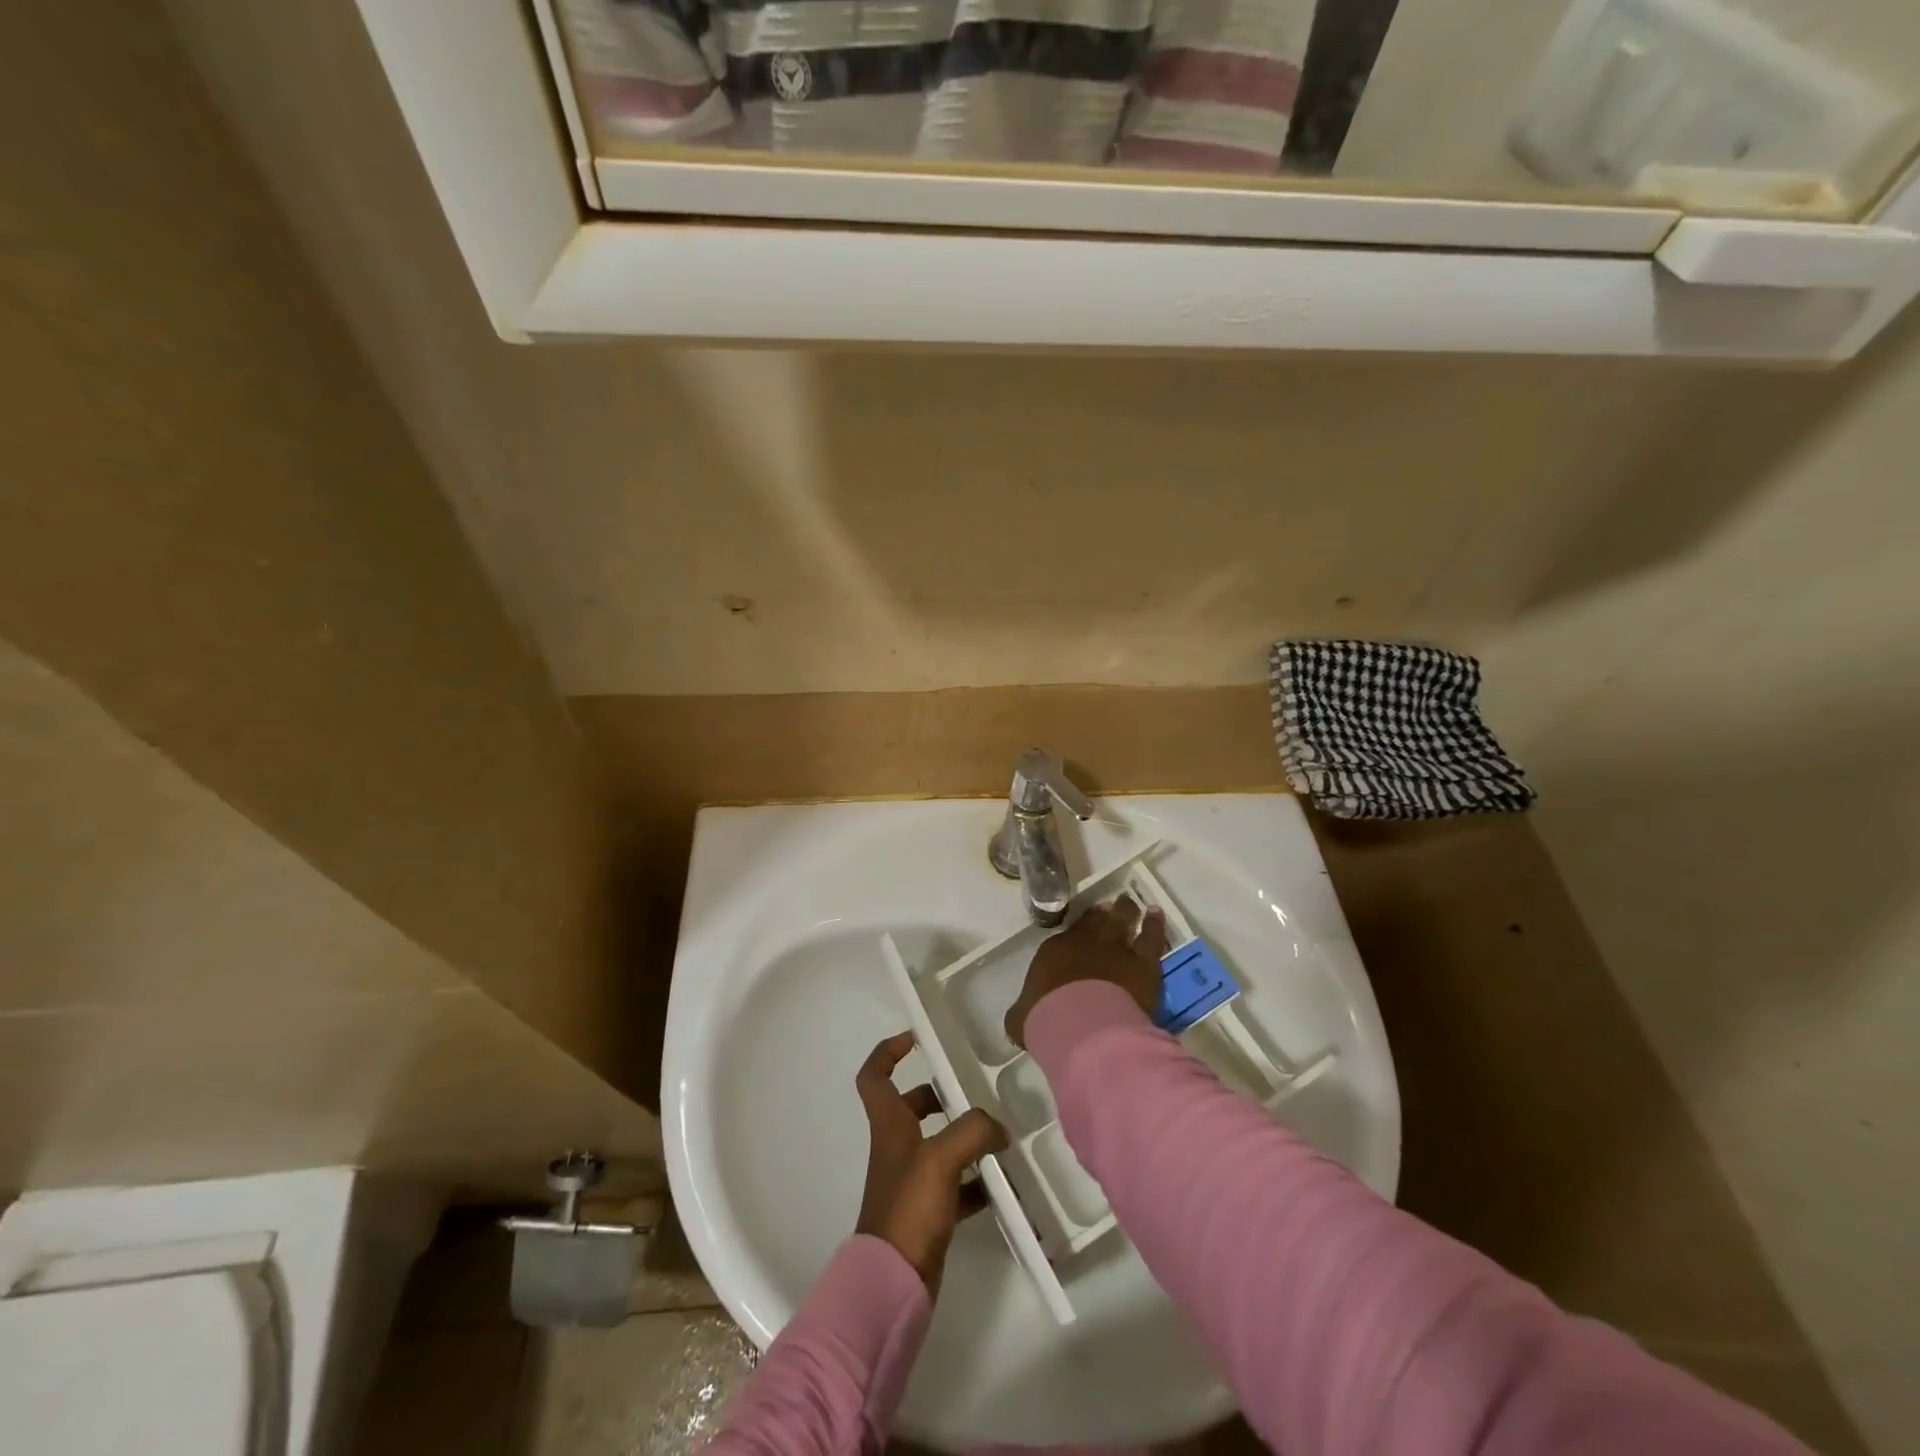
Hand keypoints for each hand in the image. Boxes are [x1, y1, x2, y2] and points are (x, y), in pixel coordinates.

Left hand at [854, 1031, 1008, 1293]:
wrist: (893, 1284)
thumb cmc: (908, 1208)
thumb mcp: (941, 1158)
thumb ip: (973, 1131)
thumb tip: (999, 1128)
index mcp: (889, 1125)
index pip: (874, 1076)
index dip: (888, 1052)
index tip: (916, 1038)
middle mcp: (896, 1147)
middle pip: (912, 1106)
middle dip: (942, 1096)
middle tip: (975, 1093)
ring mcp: (912, 1181)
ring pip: (938, 1144)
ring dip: (965, 1139)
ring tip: (1000, 1137)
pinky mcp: (928, 1212)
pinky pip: (956, 1185)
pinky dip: (978, 1182)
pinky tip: (1004, 1187)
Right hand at [1004, 893, 1166, 1049]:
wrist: (1084, 1028)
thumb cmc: (1047, 1021)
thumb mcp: (1022, 1019)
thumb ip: (1023, 1012)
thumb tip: (1019, 1018)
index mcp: (1056, 951)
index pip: (1070, 932)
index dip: (1080, 925)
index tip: (1088, 920)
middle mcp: (1087, 943)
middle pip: (1098, 919)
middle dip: (1105, 912)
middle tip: (1112, 904)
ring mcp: (1117, 950)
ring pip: (1124, 920)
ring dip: (1127, 910)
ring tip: (1130, 903)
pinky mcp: (1144, 964)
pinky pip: (1152, 937)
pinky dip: (1155, 925)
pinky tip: (1156, 914)